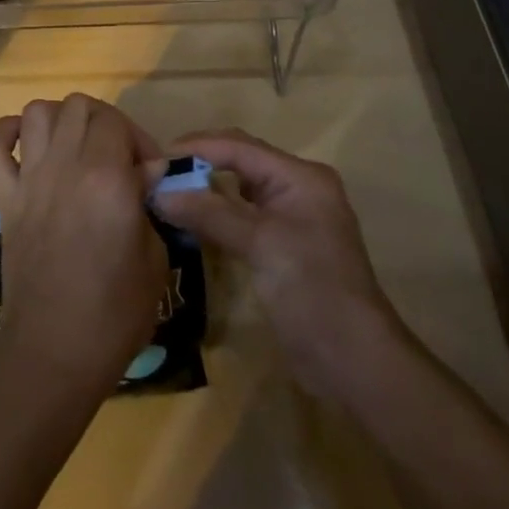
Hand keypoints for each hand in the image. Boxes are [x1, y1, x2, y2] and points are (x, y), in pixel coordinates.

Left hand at [0, 94, 168, 394]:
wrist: (54, 353)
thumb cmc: (115, 313)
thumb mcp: (154, 258)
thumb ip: (146, 202)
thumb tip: (143, 172)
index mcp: (107, 179)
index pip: (117, 122)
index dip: (138, 139)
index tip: (149, 172)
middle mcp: (65, 166)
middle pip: (79, 106)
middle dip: (104, 122)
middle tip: (117, 157)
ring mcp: (29, 180)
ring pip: (37, 111)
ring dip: (60, 120)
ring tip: (76, 148)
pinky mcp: (4, 199)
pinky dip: (6, 134)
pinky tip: (26, 145)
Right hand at [153, 128, 397, 397]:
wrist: (354, 362)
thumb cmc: (313, 290)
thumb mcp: (260, 244)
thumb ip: (209, 213)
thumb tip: (157, 193)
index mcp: (300, 176)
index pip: (239, 146)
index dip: (196, 148)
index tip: (154, 158)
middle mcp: (296, 188)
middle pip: (239, 161)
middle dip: (198, 164)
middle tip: (155, 174)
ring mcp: (290, 217)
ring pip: (237, 189)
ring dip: (204, 188)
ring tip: (165, 192)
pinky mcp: (281, 245)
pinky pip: (241, 215)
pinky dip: (214, 213)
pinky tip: (189, 220)